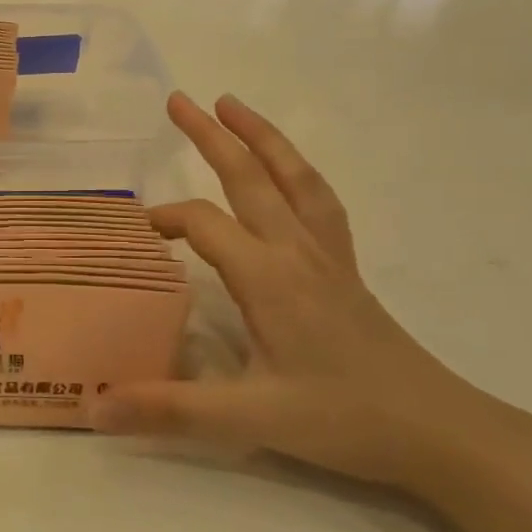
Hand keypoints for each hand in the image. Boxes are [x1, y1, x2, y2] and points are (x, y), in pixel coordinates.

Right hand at [89, 93, 514, 492]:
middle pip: (250, 177)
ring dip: (262, 137)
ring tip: (233, 105)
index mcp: (267, 277)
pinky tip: (288, 171)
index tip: (138, 232)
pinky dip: (297, 172)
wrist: (437, 431)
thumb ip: (168, 409)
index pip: (204, 224)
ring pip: (293, 178)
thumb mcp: (248, 419)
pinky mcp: (345, 269)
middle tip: (178, 99)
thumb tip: (94, 408)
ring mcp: (327, 256)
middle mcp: (296, 252)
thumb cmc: (340, 420)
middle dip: (212, 136)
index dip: (166, 219)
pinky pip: (319, 202)